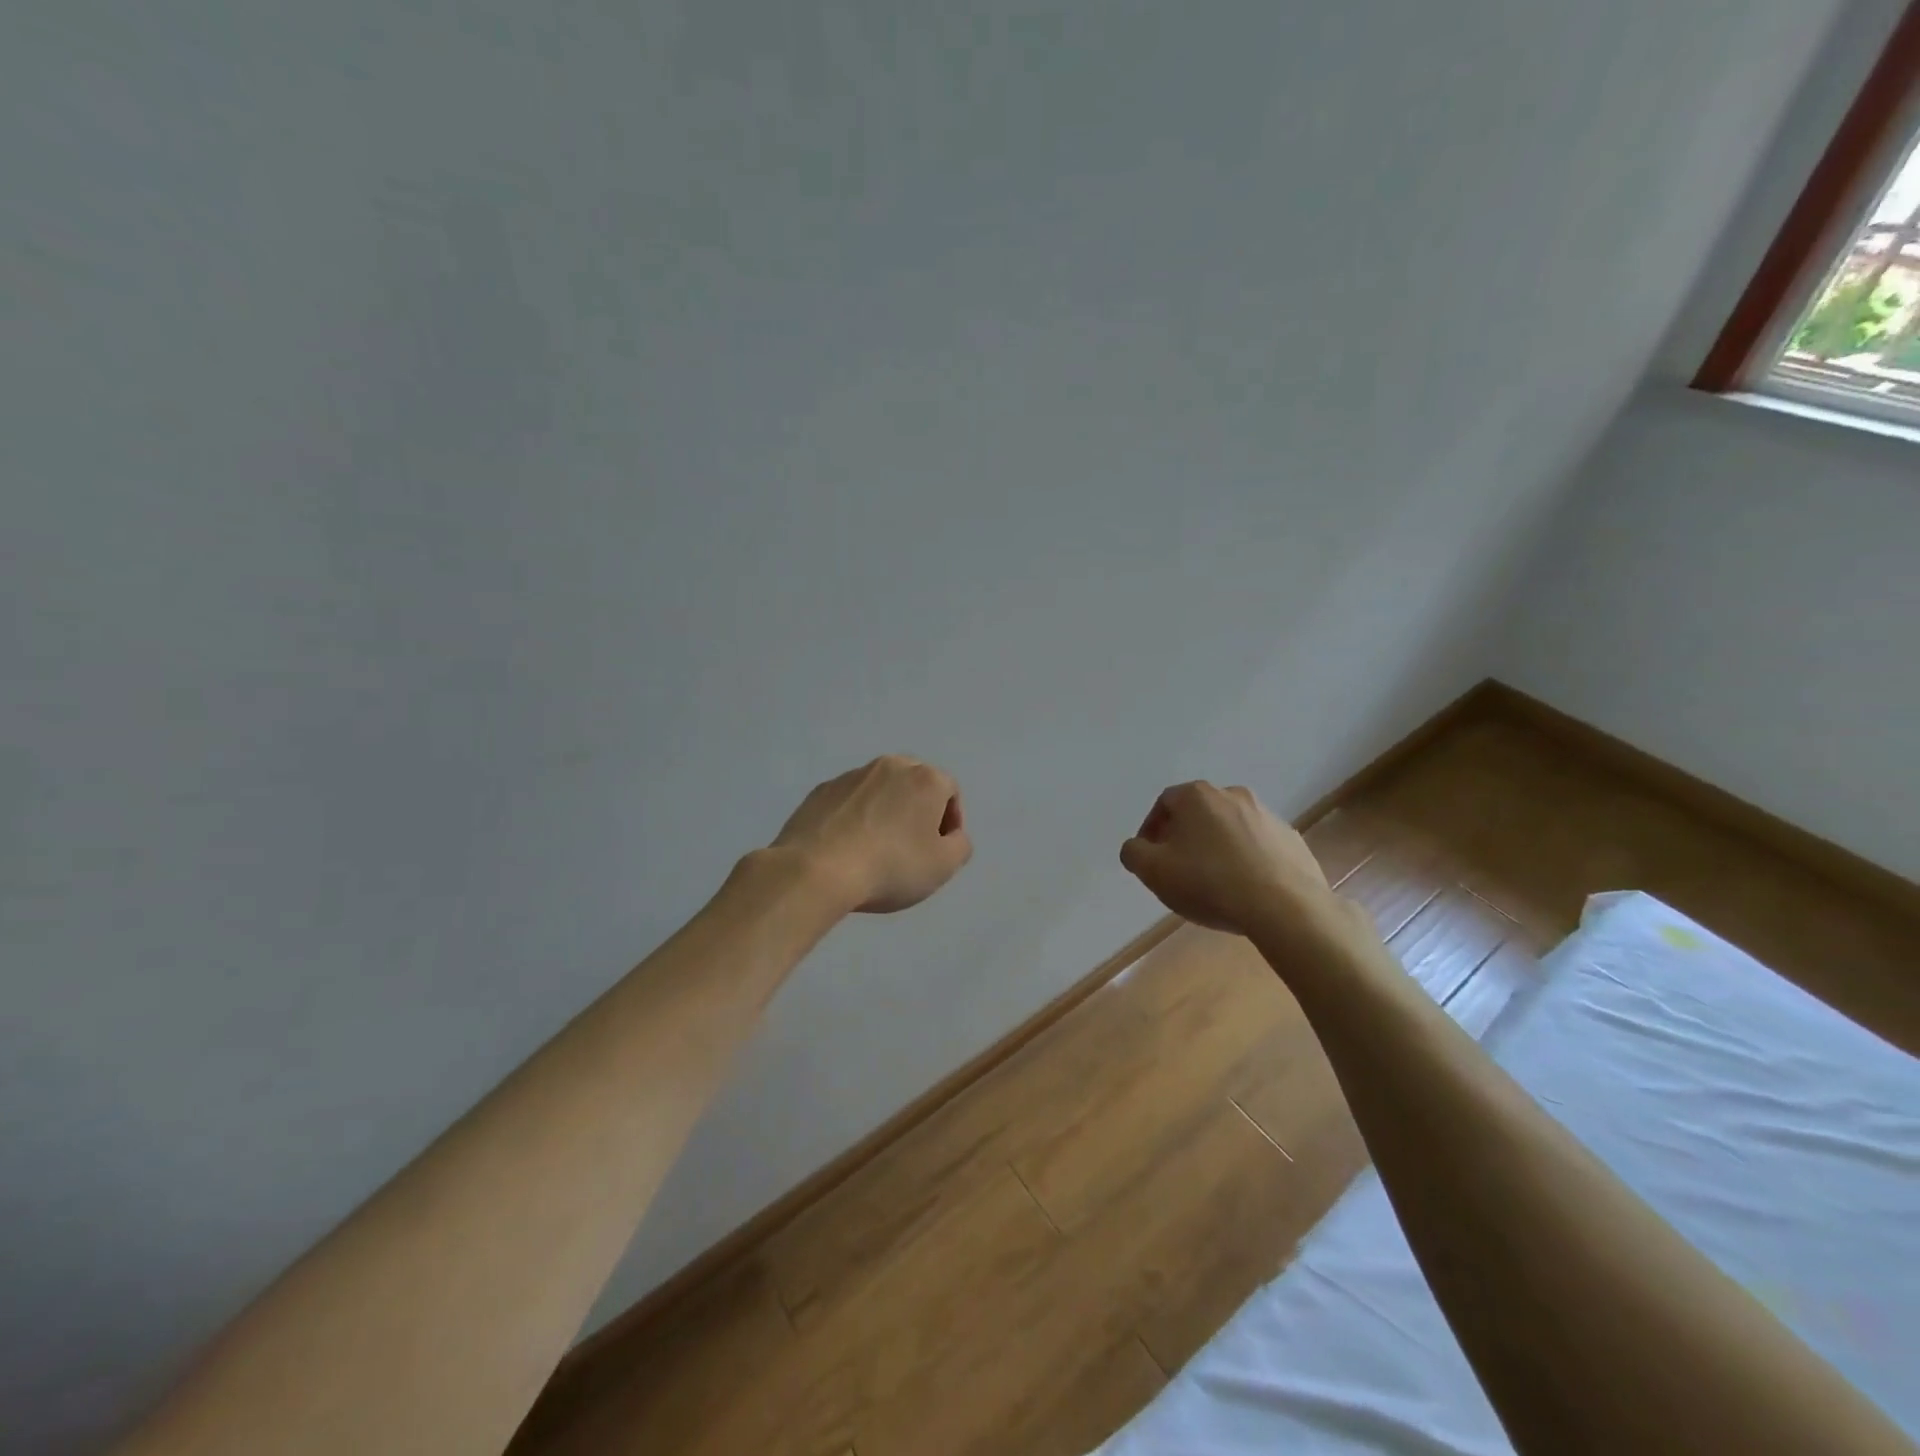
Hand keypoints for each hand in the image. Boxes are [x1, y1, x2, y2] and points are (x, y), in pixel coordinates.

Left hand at [770, 756, 972, 913]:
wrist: (816, 870)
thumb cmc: (891, 866)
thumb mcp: (943, 867)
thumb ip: (959, 846)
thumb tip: (951, 835)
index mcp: (925, 779)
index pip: (949, 792)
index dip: (950, 821)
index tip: (939, 850)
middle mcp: (890, 766)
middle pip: (914, 783)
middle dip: (918, 809)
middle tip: (912, 845)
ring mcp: (852, 775)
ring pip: (880, 790)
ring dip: (885, 811)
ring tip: (876, 847)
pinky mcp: (821, 790)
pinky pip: (849, 801)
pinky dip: (855, 817)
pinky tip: (847, 846)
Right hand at [1119, 781, 1345, 941]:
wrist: (1285, 907)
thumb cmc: (1209, 883)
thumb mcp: (1153, 871)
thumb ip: (1134, 853)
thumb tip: (1137, 847)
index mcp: (1197, 796)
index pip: (1164, 804)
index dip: (1151, 830)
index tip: (1151, 858)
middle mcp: (1232, 794)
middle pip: (1198, 813)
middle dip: (1184, 837)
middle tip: (1178, 869)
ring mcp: (1267, 815)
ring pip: (1230, 828)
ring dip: (1217, 848)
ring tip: (1213, 882)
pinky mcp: (1292, 839)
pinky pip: (1259, 845)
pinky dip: (1247, 860)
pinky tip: (1245, 889)